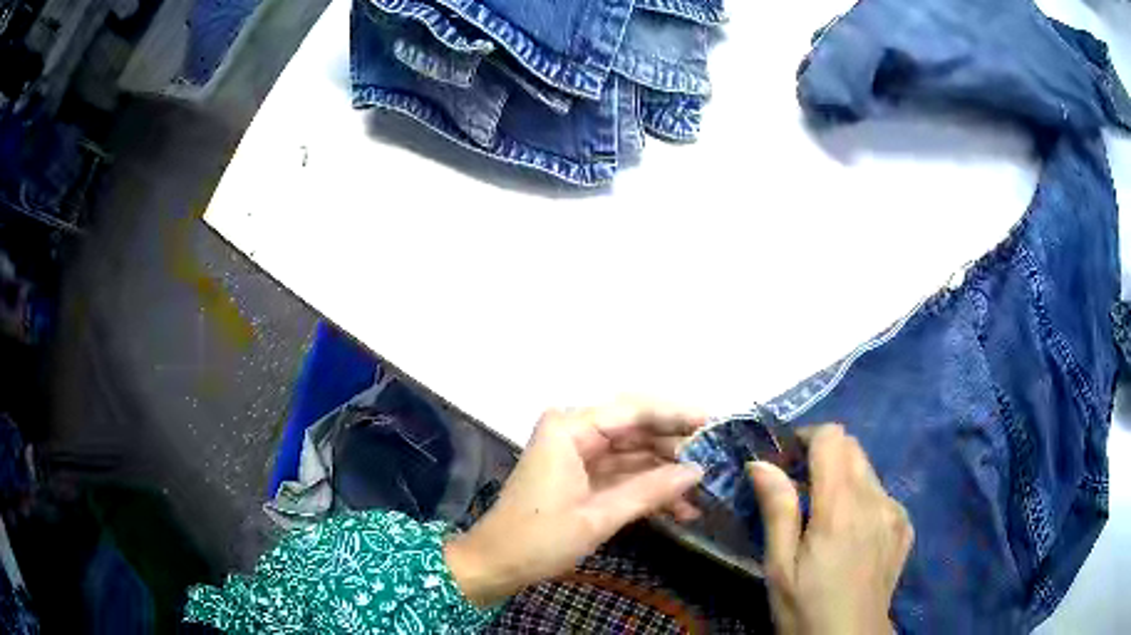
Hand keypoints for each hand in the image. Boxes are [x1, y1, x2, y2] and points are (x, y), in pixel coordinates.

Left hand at [445, 398, 706, 606]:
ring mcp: (578, 455)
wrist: (496, 565)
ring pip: (634, 454)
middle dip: (676, 447)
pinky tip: (682, 508)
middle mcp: (574, 432)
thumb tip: (698, 471)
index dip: (677, 415)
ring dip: (667, 473)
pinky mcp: (581, 477)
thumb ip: (650, 490)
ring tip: (706, 490)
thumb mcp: (598, 517)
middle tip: (717, 459)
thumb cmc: (538, 539)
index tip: (716, 423)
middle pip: (636, 430)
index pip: (634, 410)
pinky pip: (622, 474)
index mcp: (570, 428)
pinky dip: (649, 489)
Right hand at [749, 424, 912, 634]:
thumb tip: (761, 462)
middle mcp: (875, 499)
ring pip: (868, 471)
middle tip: (801, 492)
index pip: (833, 438)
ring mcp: (895, 512)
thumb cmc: (806, 608)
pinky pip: (882, 495)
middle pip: (853, 448)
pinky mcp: (904, 526)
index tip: (788, 461)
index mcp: (841, 506)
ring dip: (844, 480)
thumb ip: (777, 510)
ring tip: (825, 520)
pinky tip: (852, 536)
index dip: (808, 438)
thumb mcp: (779, 567)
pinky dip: (863, 501)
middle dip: (824, 457)